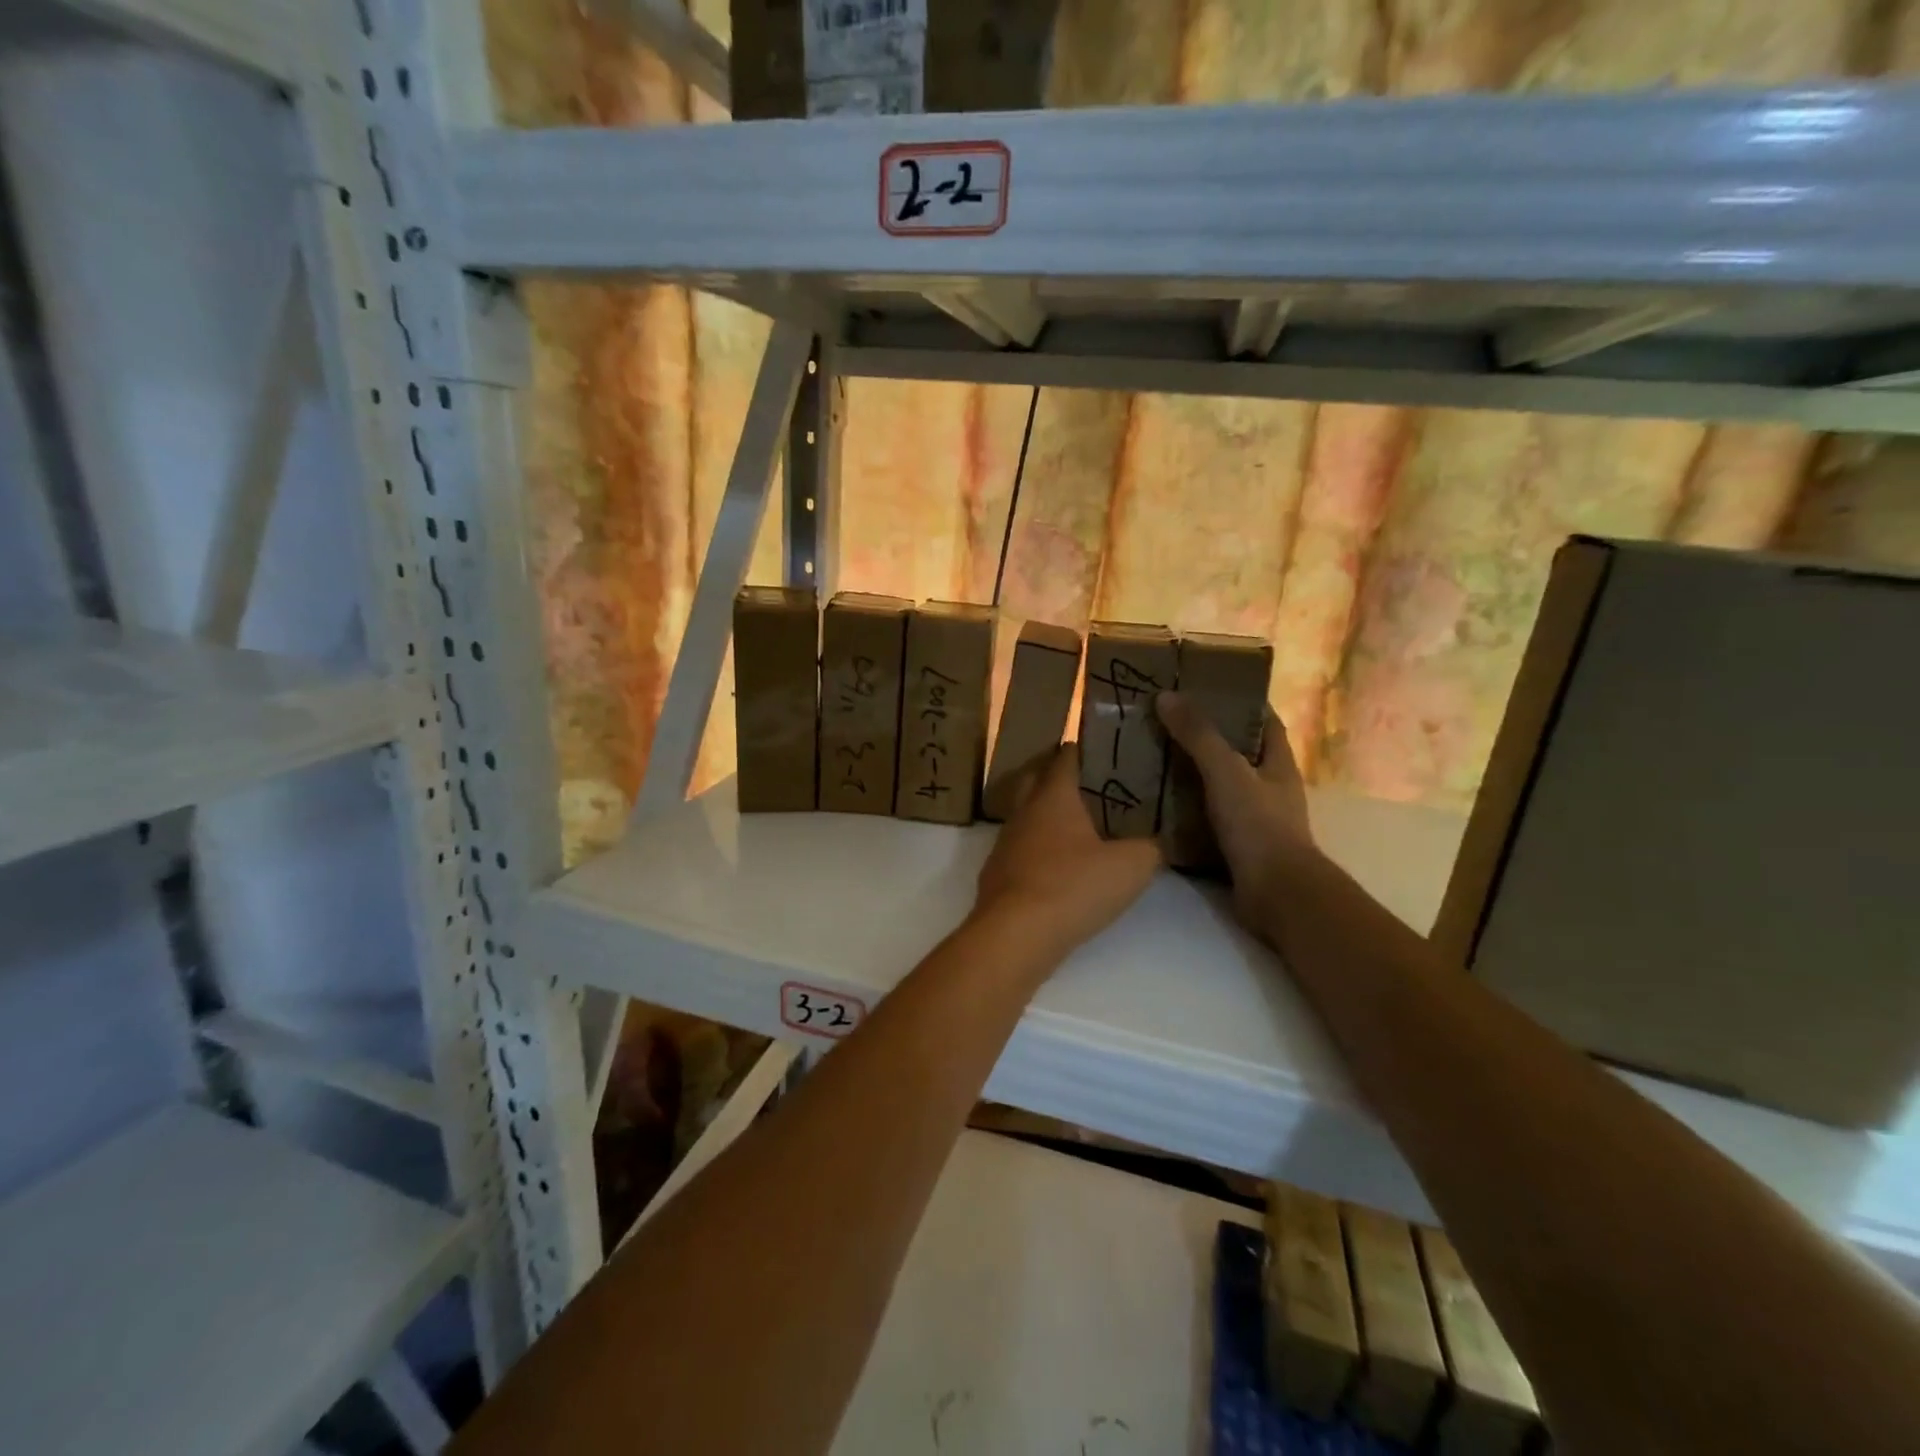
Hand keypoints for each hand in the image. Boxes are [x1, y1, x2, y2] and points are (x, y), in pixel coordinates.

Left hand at [973, 744, 1160, 957]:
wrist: (1016, 934)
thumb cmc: (1074, 886)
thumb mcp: (1131, 867)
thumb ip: (1150, 848)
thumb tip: (1158, 842)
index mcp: (1053, 796)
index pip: (1065, 757)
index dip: (1084, 749)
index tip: (1104, 749)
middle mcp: (1024, 811)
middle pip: (1037, 780)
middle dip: (1059, 777)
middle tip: (1091, 785)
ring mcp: (1005, 842)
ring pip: (1026, 816)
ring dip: (1047, 817)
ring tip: (1078, 828)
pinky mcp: (997, 874)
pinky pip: (1021, 849)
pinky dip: (1038, 850)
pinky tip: (1057, 868)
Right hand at [1155, 692, 1316, 922]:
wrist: (1276, 893)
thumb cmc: (1259, 825)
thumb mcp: (1226, 771)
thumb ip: (1199, 735)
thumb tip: (1167, 696)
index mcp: (1278, 763)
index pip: (1265, 721)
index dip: (1242, 703)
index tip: (1207, 689)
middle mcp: (1270, 787)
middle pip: (1239, 753)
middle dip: (1207, 738)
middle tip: (1167, 724)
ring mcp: (1256, 819)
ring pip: (1221, 787)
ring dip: (1193, 776)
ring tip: (1154, 760)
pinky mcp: (1238, 846)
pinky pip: (1208, 818)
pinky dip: (1187, 810)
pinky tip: (1159, 805)